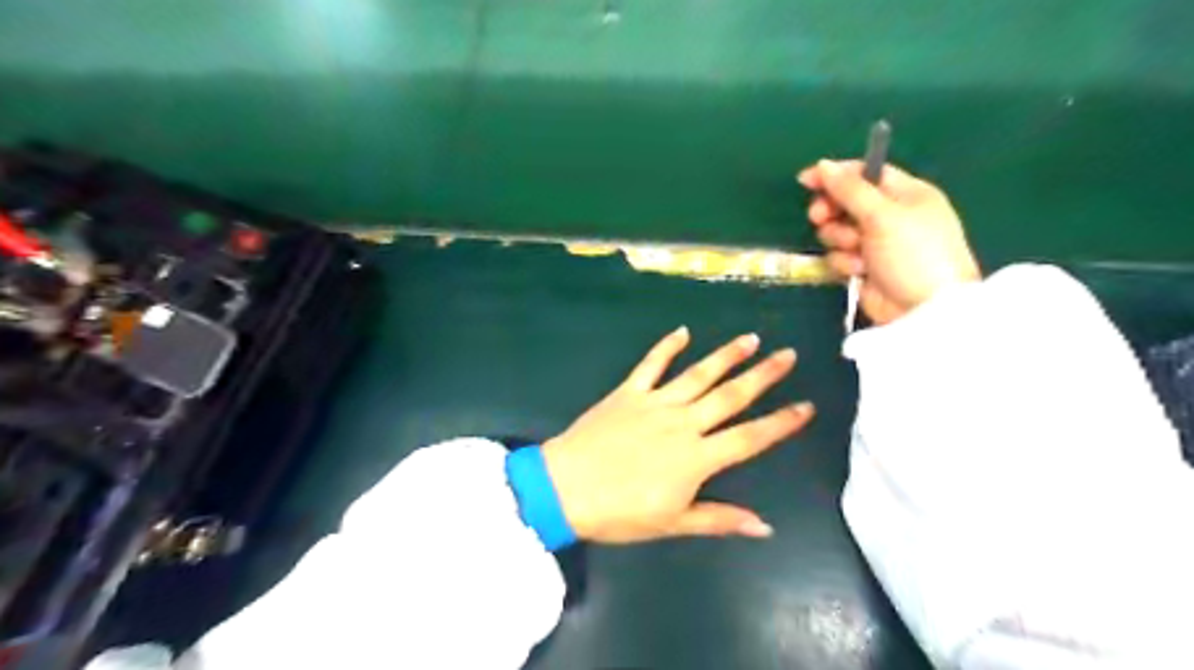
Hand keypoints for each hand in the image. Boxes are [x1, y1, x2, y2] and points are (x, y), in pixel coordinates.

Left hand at [545, 326, 815, 544]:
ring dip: (725, 355)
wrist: (564, 488)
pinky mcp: (628, 392)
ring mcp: (655, 403)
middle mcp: (683, 423)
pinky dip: (666, 346)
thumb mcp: (672, 523)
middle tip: (788, 354)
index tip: (806, 406)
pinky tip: (682, 331)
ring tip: (750, 338)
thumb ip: (719, 519)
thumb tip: (765, 526)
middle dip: (763, 375)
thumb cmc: (619, 512)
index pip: (749, 437)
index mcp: (697, 458)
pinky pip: (651, 364)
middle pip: (731, 395)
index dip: (780, 422)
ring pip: (698, 374)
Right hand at [801, 157, 978, 322]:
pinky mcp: (863, 268)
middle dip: (831, 210)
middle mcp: (891, 216)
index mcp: (906, 194)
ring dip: (840, 239)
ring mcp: (876, 244)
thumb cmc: (914, 254)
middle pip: (846, 202)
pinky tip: (859, 272)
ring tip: (855, 251)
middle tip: (819, 218)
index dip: (835, 175)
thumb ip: (850, 189)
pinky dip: (845, 262)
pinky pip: (840, 256)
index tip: (805, 180)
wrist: (923, 311)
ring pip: (838, 231)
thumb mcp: (884, 215)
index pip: (865, 173)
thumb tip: (822, 165)